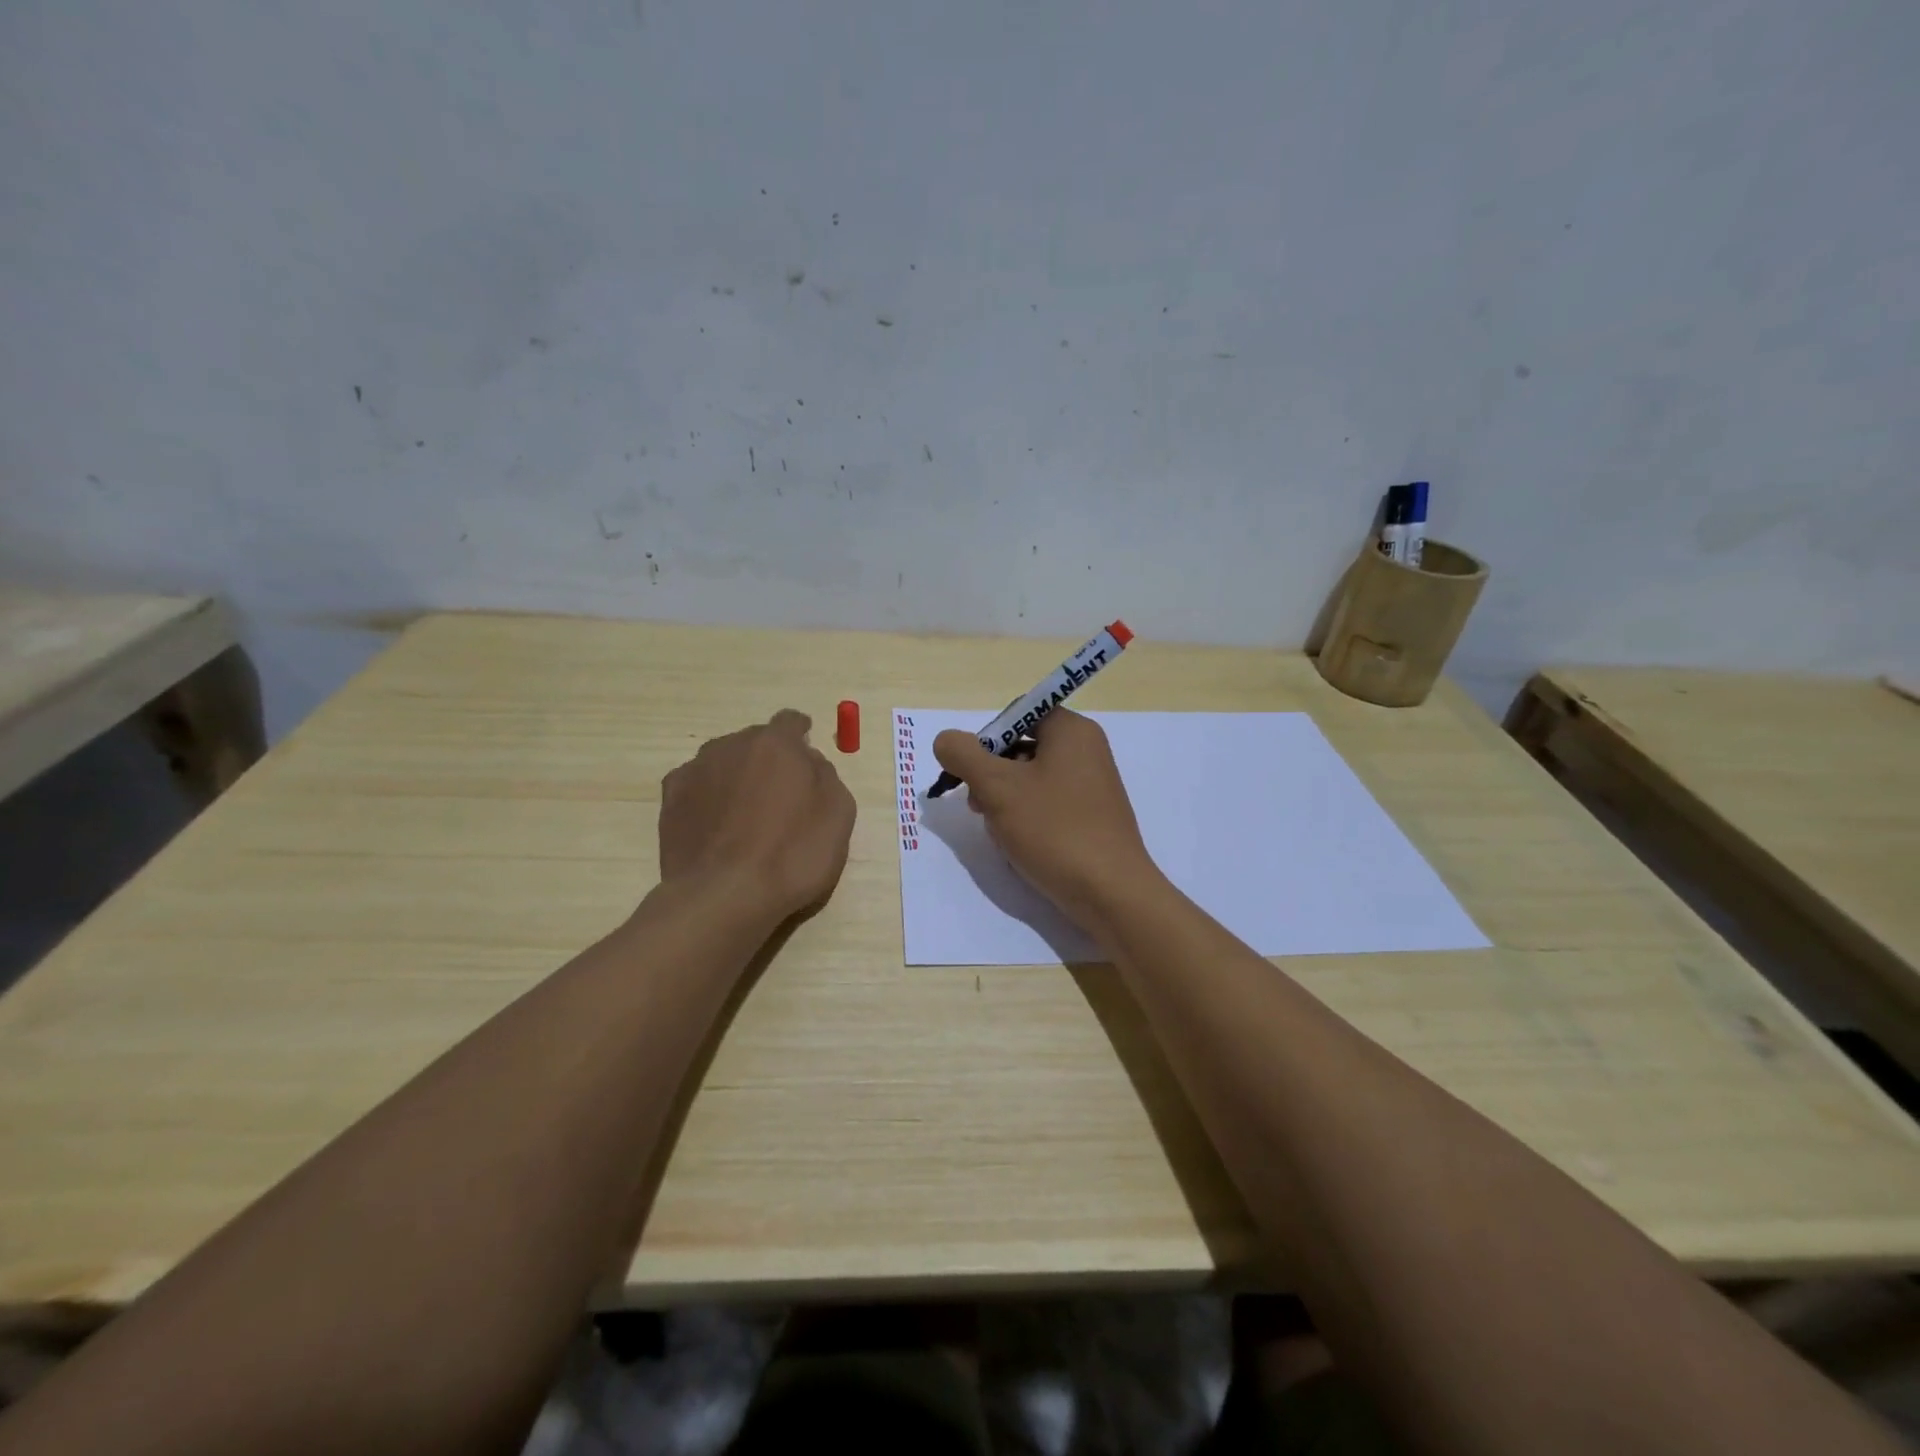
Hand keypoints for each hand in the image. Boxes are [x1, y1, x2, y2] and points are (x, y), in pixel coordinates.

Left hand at [659, 709, 856, 921]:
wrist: (724, 896)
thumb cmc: (792, 854)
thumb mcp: (838, 814)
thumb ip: (826, 776)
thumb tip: (809, 761)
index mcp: (776, 744)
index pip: (791, 721)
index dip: (801, 733)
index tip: (806, 748)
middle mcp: (731, 745)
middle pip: (755, 741)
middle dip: (769, 759)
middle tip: (780, 794)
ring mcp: (695, 770)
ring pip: (724, 761)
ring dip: (737, 776)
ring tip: (746, 814)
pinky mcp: (670, 799)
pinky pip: (698, 786)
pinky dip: (709, 797)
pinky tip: (717, 826)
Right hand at [932, 709, 1162, 931]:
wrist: (1110, 893)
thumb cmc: (1054, 830)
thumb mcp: (997, 787)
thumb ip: (964, 755)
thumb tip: (946, 740)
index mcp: (1071, 730)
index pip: (1018, 713)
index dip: (987, 738)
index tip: (972, 772)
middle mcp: (1086, 750)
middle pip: (1022, 746)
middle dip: (992, 774)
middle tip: (978, 806)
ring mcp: (1092, 784)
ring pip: (1031, 779)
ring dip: (1005, 800)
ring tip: (999, 831)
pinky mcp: (1092, 816)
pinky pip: (1049, 803)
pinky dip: (1027, 817)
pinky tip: (1019, 844)